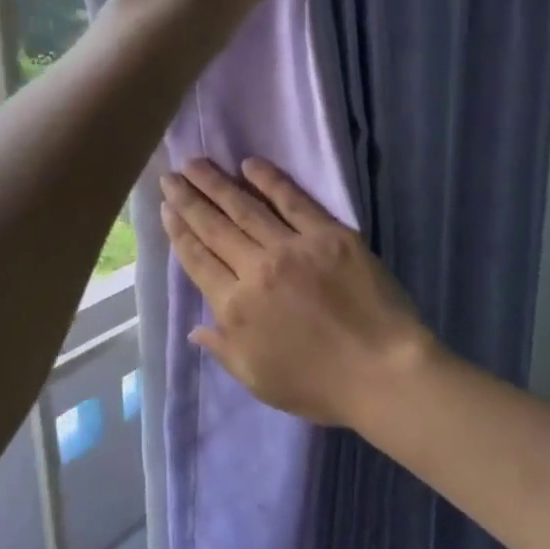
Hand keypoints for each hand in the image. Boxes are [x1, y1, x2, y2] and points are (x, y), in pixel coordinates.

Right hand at [159, 158, 435, 428]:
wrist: (382, 372)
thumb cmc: (319, 386)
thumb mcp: (258, 380)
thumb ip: (224, 349)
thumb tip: (195, 327)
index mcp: (235, 308)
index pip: (198, 260)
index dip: (179, 232)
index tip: (167, 208)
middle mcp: (256, 270)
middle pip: (214, 227)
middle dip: (189, 199)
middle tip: (171, 175)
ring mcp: (293, 247)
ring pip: (246, 208)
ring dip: (217, 183)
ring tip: (196, 163)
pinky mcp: (329, 234)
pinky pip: (294, 200)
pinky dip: (270, 180)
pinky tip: (251, 165)